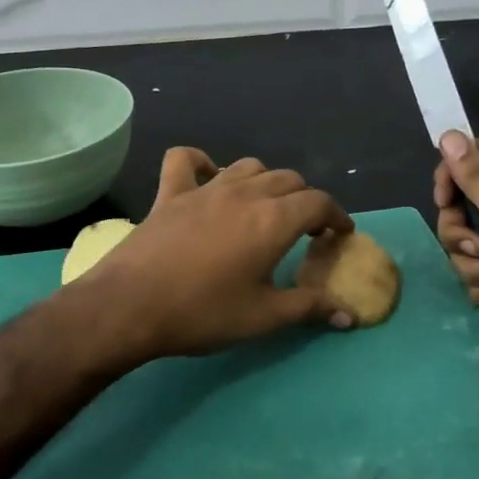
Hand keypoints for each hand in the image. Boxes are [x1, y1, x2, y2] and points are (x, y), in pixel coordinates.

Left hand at [74, 147, 356, 361]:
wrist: (130, 307)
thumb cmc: (202, 314)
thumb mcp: (263, 318)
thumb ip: (309, 308)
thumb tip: (348, 314)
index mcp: (273, 220)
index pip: (318, 203)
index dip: (336, 216)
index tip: (339, 234)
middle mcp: (244, 194)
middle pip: (288, 180)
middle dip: (304, 200)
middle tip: (304, 229)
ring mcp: (204, 189)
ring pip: (247, 166)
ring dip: (265, 182)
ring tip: (264, 207)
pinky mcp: (170, 193)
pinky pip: (185, 160)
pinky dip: (201, 162)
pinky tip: (207, 177)